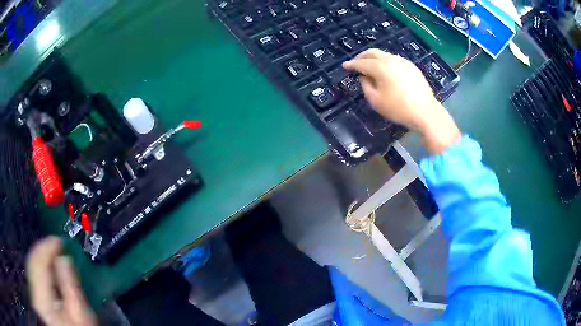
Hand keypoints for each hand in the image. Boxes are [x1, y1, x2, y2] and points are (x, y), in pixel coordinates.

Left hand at [26, 237, 96, 325]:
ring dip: (41, 258)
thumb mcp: (80, 313)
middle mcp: (33, 294)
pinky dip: (39, 267)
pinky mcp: (34, 297)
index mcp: (41, 299)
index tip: (58, 240)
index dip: (46, 247)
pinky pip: (32, 275)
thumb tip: (63, 258)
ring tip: (52, 254)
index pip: (38, 263)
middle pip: (32, 263)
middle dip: (43, 251)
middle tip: (56, 245)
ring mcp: (33, 295)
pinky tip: (47, 267)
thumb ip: (70, 285)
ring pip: (31, 267)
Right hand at [343, 49, 459, 152]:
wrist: (425, 112)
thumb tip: (364, 77)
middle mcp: (391, 60)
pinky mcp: (412, 67)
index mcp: (380, 67)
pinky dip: (386, 62)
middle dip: (362, 56)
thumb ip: (366, 86)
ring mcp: (403, 62)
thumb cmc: (398, 109)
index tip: (345, 66)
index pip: (361, 63)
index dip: (352, 64)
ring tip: (371, 68)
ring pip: (384, 55)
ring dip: (374, 59)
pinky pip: (394, 60)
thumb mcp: (376, 101)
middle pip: (373, 52)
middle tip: (356, 63)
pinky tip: (386, 72)